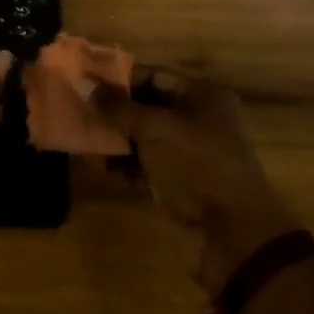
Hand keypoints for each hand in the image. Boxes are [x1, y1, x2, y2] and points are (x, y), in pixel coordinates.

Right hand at [98, 71, 299, 295]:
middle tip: (79, 112)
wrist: (234, 236)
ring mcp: (190, 154)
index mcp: (202, 96)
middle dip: (113, 112)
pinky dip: (124, 164)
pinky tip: (98, 166)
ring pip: (144, 138)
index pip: (153, 76)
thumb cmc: (196, 165)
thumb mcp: (154, 129)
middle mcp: (198, 120)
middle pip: (147, 107)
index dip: (119, 79)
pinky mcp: (181, 183)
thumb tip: (87, 84)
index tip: (85, 83)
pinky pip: (146, 165)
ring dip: (114, 139)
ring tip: (83, 140)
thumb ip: (118, 107)